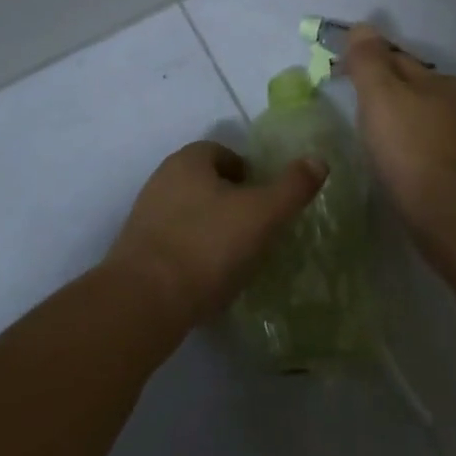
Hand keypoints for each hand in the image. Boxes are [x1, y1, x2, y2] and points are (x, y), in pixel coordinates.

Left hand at [106, 140, 326, 328]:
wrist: (144, 301)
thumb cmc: (208, 246)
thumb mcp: (262, 214)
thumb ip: (292, 187)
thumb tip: (319, 160)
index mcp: (189, 160)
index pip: (224, 153)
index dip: (250, 174)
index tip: (267, 202)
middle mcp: (163, 179)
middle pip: (207, 183)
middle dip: (232, 201)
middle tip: (257, 230)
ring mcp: (145, 216)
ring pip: (191, 213)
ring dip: (213, 229)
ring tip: (236, 259)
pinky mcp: (137, 252)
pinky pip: (175, 243)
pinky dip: (194, 254)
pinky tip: (208, 279)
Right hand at [343, 26, 455, 240]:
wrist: (443, 211)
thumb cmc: (408, 143)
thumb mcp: (380, 93)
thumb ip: (368, 59)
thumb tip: (362, 27)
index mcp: (447, 82)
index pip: (399, 61)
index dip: (368, 64)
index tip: (341, 76)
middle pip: (412, 90)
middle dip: (387, 93)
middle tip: (353, 106)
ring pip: (419, 120)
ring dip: (398, 123)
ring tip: (370, 134)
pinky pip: (423, 149)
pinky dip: (406, 149)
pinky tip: (392, 160)